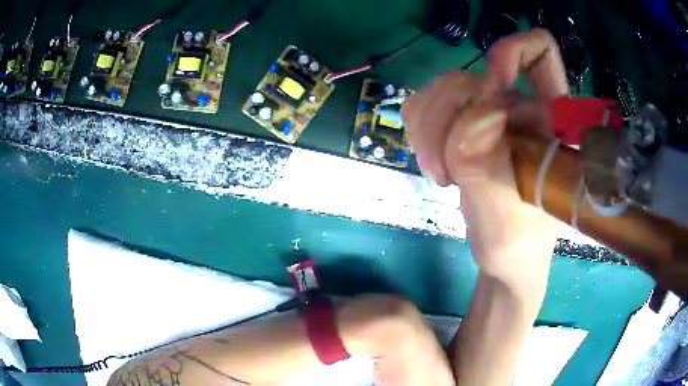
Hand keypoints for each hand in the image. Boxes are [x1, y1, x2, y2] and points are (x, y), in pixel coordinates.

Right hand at [402, 29, 567, 294]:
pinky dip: (420, 134)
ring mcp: (485, 110)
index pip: (540, 52)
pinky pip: (423, 104)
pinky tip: (436, 165)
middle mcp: (517, 104)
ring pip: (439, 88)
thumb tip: (475, 115)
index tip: (492, 90)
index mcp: (547, 119)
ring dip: (429, 133)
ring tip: (442, 175)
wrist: (505, 256)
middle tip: (448, 172)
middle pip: (468, 74)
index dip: (513, 52)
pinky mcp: (459, 122)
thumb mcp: (502, 217)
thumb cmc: (517, 242)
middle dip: (447, 122)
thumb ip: (485, 167)